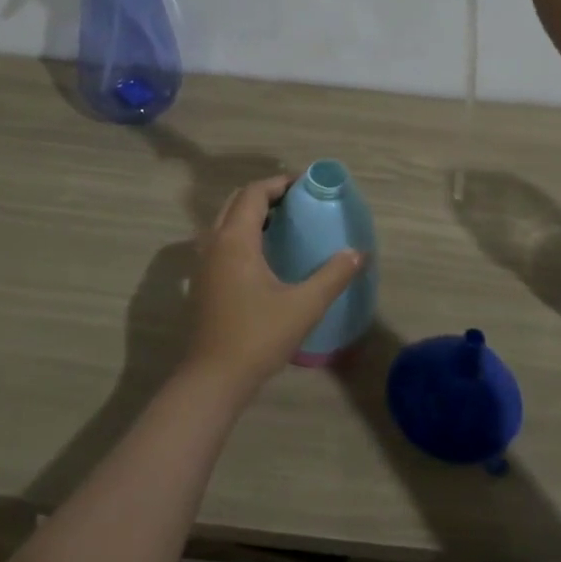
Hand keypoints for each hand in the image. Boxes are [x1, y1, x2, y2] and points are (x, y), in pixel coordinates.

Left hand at [186, 177, 365, 394]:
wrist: (214, 378)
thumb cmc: (258, 336)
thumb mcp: (304, 305)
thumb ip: (333, 275)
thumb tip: (358, 253)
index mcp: (235, 240)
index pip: (254, 194)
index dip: (279, 183)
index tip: (305, 184)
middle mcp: (214, 244)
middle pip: (236, 202)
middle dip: (265, 195)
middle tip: (296, 201)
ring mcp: (204, 263)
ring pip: (225, 222)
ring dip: (251, 215)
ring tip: (283, 224)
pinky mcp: (203, 282)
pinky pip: (221, 242)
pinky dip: (241, 234)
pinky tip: (264, 255)